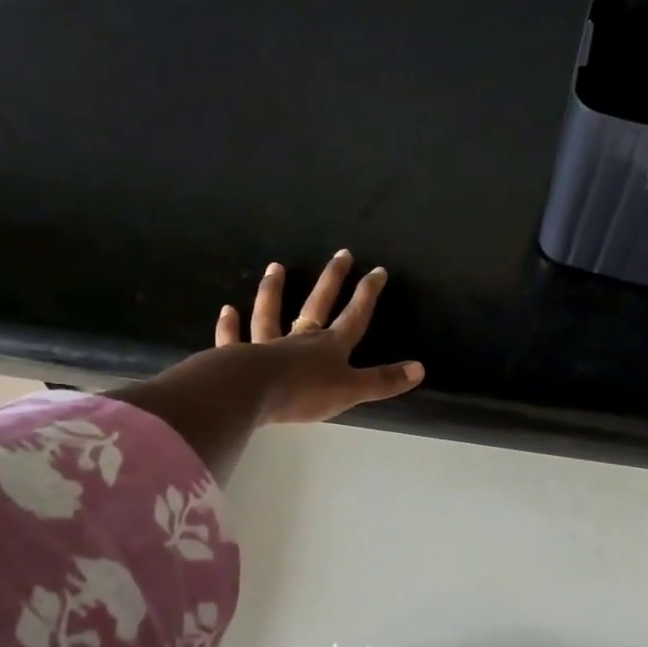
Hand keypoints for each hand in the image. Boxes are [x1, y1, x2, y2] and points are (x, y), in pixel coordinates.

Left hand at [215, 251, 424, 423]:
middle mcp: (300, 339)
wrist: (252, 392)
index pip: (355, 316)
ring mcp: (267, 345)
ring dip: (274, 290)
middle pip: (318, 304)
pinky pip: (234, 337)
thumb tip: (420, 369)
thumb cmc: (305, 392)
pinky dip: (230, 325)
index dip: (367, 294)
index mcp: (330, 346)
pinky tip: (228, 310)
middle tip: (341, 254)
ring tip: (275, 267)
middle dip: (332, 280)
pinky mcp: (238, 357)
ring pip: (271, 313)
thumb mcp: (351, 390)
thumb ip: (383, 380)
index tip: (377, 270)